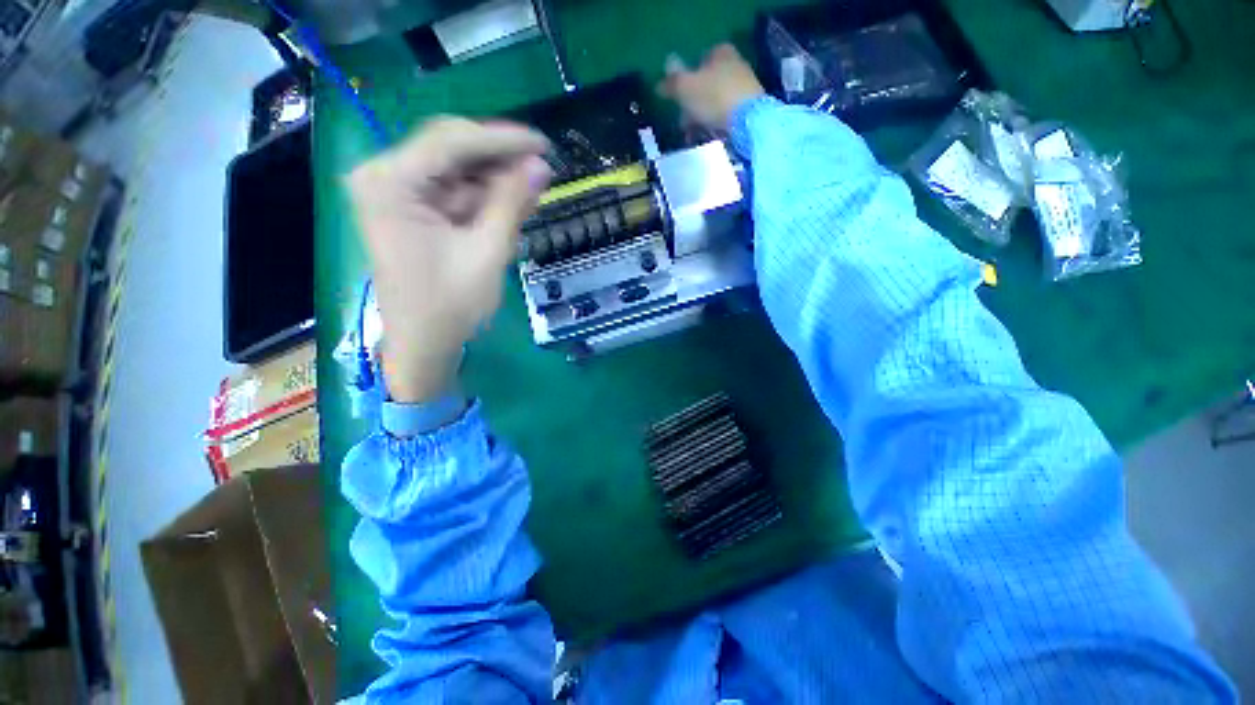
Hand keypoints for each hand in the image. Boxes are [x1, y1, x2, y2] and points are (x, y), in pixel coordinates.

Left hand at [348, 117, 551, 402]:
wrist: (424, 346)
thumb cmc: (451, 307)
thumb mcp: (487, 252)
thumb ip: (512, 204)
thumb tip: (540, 166)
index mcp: (390, 183)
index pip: (451, 141)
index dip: (503, 140)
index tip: (544, 144)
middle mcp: (385, 178)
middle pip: (450, 149)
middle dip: (498, 160)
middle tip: (542, 169)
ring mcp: (397, 194)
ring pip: (456, 171)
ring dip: (495, 180)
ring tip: (533, 190)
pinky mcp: (412, 211)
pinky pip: (454, 193)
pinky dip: (484, 198)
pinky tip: (512, 204)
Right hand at [658, 44, 765, 132]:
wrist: (749, 122)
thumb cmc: (714, 98)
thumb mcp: (685, 88)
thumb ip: (672, 81)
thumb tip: (661, 77)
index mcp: (721, 52)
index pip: (700, 59)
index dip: (687, 77)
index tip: (678, 97)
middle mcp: (735, 65)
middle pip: (707, 84)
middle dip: (692, 104)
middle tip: (682, 123)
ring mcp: (745, 88)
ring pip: (715, 103)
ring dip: (701, 119)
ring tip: (692, 136)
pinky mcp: (750, 111)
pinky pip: (726, 117)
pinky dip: (715, 127)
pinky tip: (708, 138)